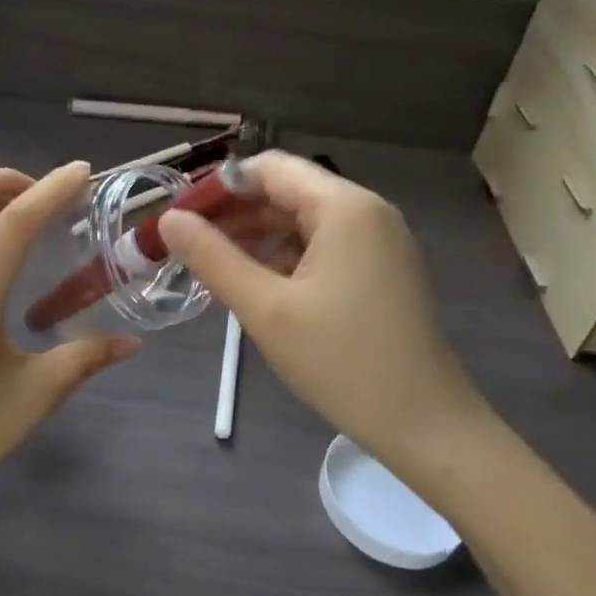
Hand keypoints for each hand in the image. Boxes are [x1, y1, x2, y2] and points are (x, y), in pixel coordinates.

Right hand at [159, 151, 483, 463]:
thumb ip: (213, 258)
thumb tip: (169, 220)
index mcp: (344, 207)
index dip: (219, 187)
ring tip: (213, 267)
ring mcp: (380, 240)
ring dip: (258, 236)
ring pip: (304, 220)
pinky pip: (324, 245)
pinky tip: (257, 284)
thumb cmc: (342, 362)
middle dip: (235, 214)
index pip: (269, 169)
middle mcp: (367, 211)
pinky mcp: (383, 268)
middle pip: (287, 191)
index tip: (180, 218)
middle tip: (187, 245)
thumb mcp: (265, 309)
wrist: (426, 425)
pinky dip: (286, 256)